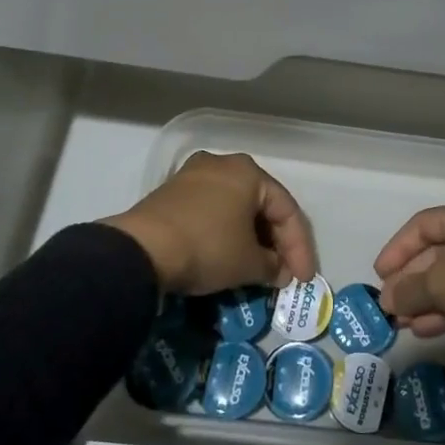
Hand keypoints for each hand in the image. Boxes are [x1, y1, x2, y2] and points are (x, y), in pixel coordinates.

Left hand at [103, 152, 317, 296]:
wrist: (142, 249)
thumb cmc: (207, 247)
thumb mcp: (248, 263)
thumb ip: (273, 266)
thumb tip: (278, 271)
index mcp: (249, 172)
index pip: (287, 211)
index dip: (300, 249)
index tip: (302, 280)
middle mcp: (223, 164)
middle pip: (261, 205)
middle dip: (275, 242)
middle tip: (283, 273)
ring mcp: (194, 175)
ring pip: (235, 207)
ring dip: (250, 238)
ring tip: (258, 268)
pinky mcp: (172, 192)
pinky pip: (212, 210)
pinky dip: (226, 232)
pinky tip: (228, 255)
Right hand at [375, 202, 444, 370]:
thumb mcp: (440, 284)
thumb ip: (409, 289)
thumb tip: (388, 299)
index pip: (423, 225)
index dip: (398, 248)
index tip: (380, 274)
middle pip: (436, 254)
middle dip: (410, 280)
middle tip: (389, 304)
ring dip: (424, 300)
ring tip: (401, 322)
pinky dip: (444, 311)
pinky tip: (423, 329)